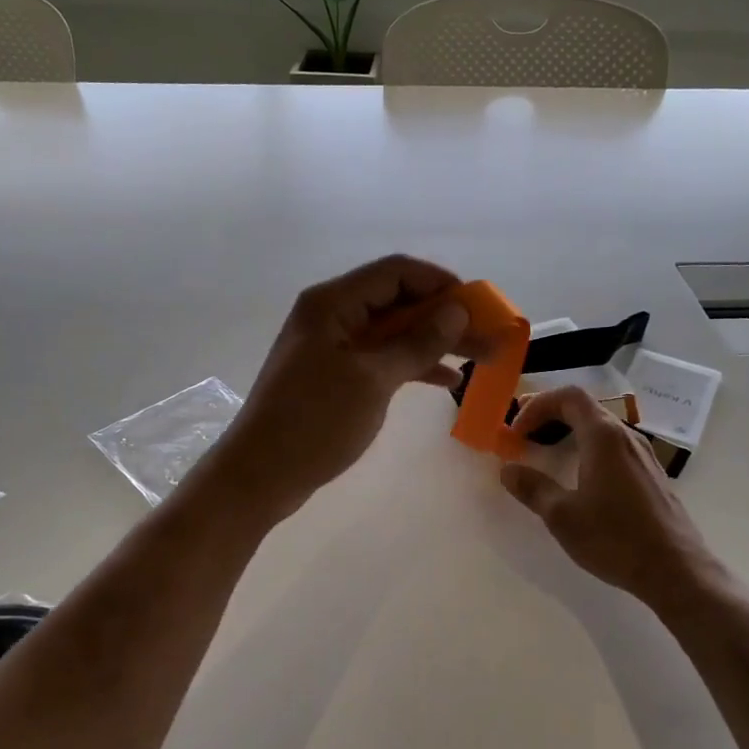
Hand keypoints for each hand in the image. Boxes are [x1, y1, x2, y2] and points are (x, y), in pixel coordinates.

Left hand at [203, 255, 472, 519]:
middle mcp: (331, 315)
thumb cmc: (314, 421)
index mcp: (333, 303)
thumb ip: (417, 342)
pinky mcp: (334, 374)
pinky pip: (380, 357)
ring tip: (480, 359)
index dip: (440, 283)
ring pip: (393, 332)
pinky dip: (411, 365)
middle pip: (398, 301)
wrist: (260, 475)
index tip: (479, 305)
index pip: (396, 272)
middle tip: (489, 337)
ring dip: (434, 342)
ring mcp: (332, 346)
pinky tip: (445, 381)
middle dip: (445, 317)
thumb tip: (457, 309)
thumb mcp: (373, 379)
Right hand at [499, 386, 722, 606]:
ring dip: (570, 430)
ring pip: (601, 427)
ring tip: (547, 450)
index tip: (516, 430)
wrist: (676, 570)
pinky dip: (589, 447)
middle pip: (585, 407)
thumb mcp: (563, 516)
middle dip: (550, 414)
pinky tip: (580, 475)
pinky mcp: (652, 475)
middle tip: (523, 431)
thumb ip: (533, 488)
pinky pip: (614, 446)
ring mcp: (643, 455)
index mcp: (603, 437)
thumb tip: (508, 470)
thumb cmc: (615, 538)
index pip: (569, 397)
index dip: (537, 405)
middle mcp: (626, 436)